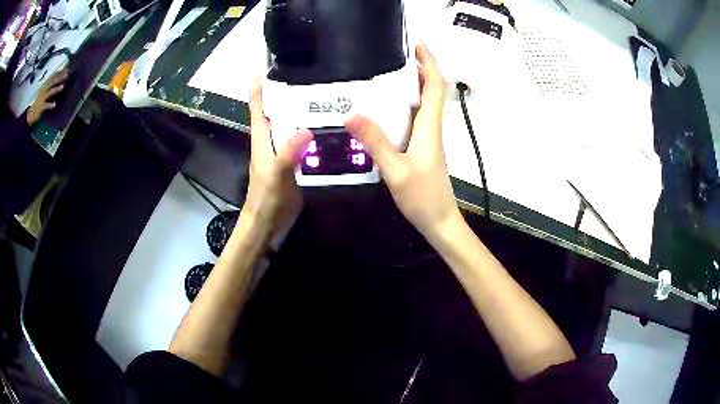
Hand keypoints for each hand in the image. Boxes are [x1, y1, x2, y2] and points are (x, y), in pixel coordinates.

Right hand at [27, 70, 67, 125]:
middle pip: (52, 82)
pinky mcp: (41, 107)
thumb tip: (58, 79)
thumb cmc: (38, 102)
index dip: (59, 72)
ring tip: (62, 86)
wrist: (30, 115)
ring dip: (56, 89)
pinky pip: (46, 105)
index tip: (66, 69)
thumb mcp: (43, 91)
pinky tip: (54, 104)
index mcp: (44, 85)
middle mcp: (43, 90)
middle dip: (59, 77)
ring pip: (50, 92)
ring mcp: (42, 98)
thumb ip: (50, 86)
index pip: (52, 77)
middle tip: (66, 74)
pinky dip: (50, 105)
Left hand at [241, 79, 312, 240]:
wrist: (268, 224)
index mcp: (262, 136)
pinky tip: (332, 127)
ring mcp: (284, 150)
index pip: (258, 103)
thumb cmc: (265, 199)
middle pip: (278, 108)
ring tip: (328, 94)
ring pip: (293, 123)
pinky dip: (315, 130)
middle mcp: (272, 138)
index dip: (260, 83)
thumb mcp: (276, 175)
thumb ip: (288, 153)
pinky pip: (306, 140)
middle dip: (289, 90)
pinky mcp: (296, 162)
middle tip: (312, 74)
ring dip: (305, 109)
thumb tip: (307, 130)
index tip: (270, 63)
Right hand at [345, 45, 460, 240]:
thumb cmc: (423, 197)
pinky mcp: (421, 148)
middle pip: (430, 90)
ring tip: (384, 75)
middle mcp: (430, 128)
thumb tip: (351, 114)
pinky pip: (413, 119)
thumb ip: (375, 142)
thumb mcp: (395, 170)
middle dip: (418, 69)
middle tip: (393, 55)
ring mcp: (427, 138)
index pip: (434, 86)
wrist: (439, 221)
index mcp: (429, 127)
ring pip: (421, 104)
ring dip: (410, 86)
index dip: (429, 63)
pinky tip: (382, 110)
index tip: (417, 46)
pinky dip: (402, 106)